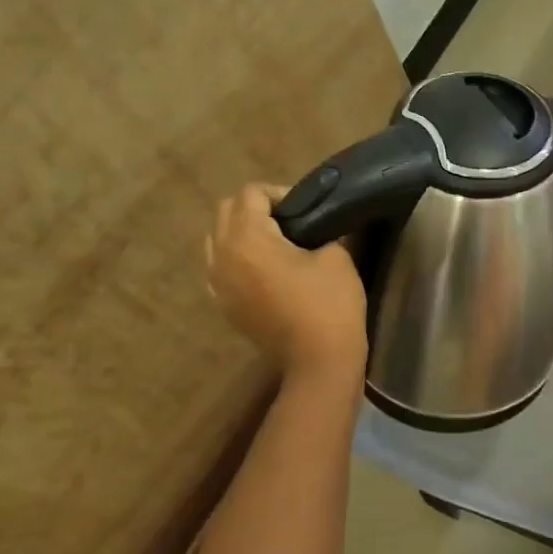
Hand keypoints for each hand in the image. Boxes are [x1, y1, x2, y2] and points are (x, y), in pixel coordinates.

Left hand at [206, 184, 367, 380]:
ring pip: (217, 240)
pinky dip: (236, 259)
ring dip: (240, 232)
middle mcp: (223, 256)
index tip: (305, 209)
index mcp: (248, 238)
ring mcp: (218, 283)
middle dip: (255, 207)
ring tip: (273, 243)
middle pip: (226, 211)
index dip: (279, 193)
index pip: (251, 194)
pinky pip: (219, 268)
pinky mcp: (224, 305)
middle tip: (289, 220)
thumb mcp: (335, 255)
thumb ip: (318, 230)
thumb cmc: (329, 304)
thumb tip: (312, 227)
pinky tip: (262, 270)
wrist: (318, 360)